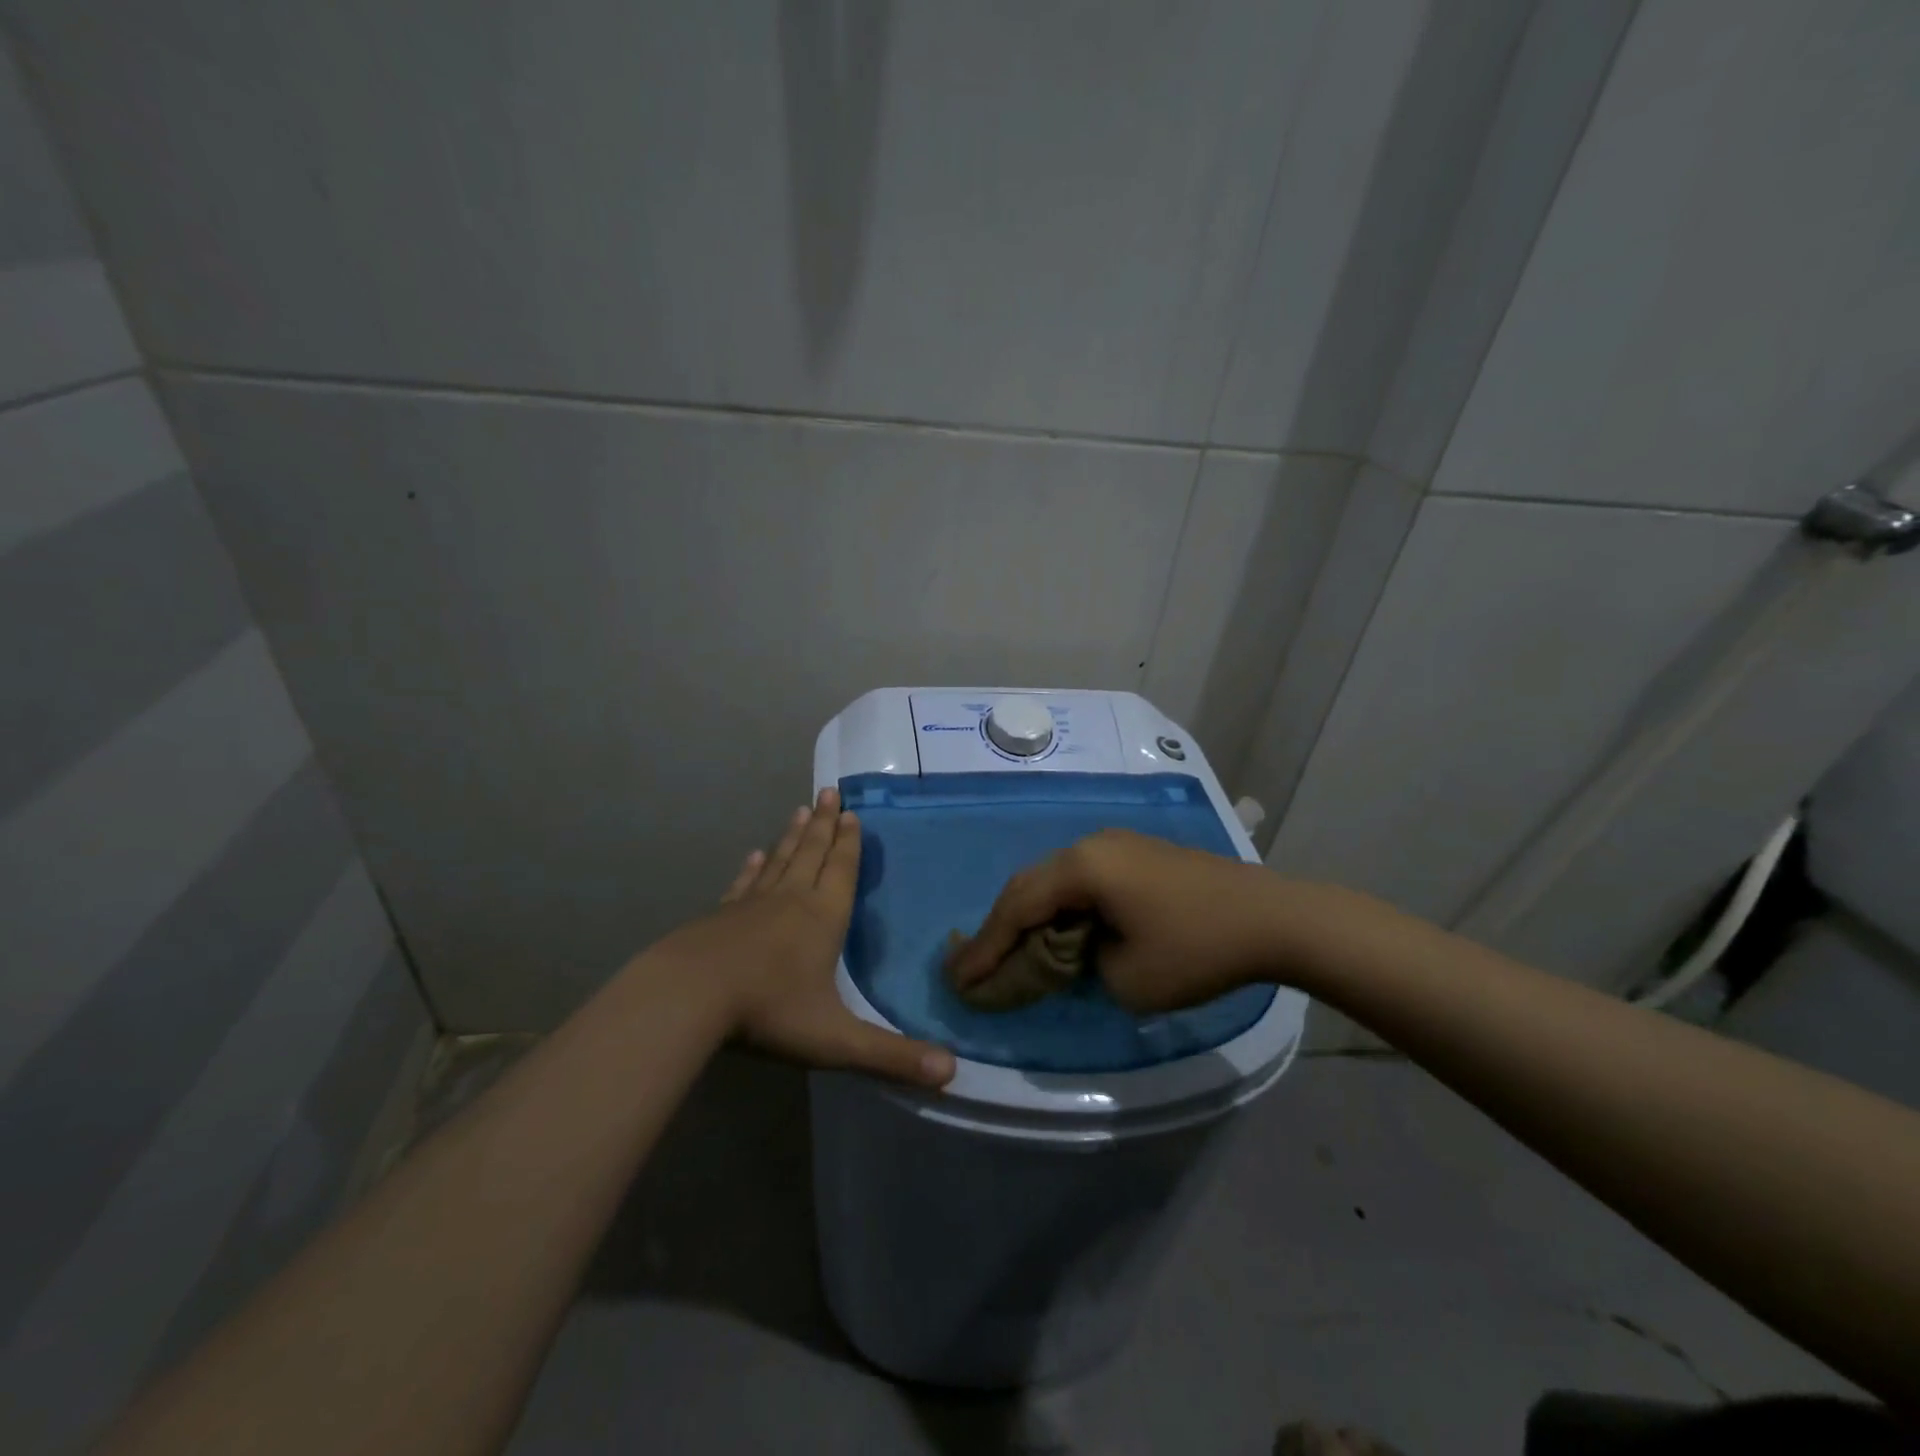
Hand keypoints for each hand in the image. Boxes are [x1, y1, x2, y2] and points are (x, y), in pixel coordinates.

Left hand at [657, 788, 955, 1087]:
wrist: (689, 997)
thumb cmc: (768, 1011)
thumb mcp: (836, 1040)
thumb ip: (892, 1057)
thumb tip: (952, 1073)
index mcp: (823, 918)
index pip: (842, 871)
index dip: (850, 844)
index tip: (851, 812)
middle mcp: (791, 900)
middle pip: (812, 854)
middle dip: (824, 825)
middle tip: (829, 791)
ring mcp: (751, 905)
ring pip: (779, 861)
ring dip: (792, 836)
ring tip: (800, 810)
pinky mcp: (720, 916)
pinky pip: (743, 883)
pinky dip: (752, 868)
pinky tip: (752, 855)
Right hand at [946, 828, 1298, 1012]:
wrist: (1274, 919)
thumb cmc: (1197, 950)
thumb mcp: (1126, 977)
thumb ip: (1081, 962)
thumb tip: (1076, 949)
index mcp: (1083, 867)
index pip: (1017, 906)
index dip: (985, 946)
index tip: (959, 980)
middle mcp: (1092, 845)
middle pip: (1030, 885)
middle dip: (1000, 928)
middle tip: (974, 965)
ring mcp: (1118, 845)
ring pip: (1056, 880)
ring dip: (1032, 916)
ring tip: (1011, 951)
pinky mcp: (1139, 855)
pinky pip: (1084, 880)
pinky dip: (1063, 908)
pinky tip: (1061, 931)